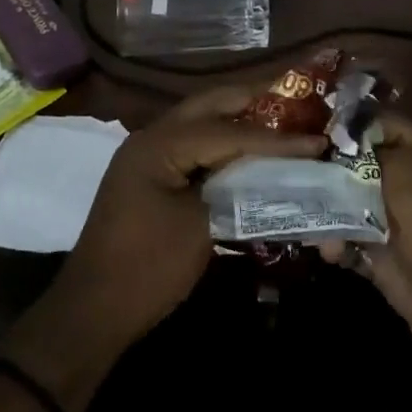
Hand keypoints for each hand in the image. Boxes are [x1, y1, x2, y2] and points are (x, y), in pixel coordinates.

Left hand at [22, 85, 326, 364]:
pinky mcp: (150, 175)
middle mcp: (150, 138)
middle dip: (253, 101)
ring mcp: (147, 155)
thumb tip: (274, 173)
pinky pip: (192, 145)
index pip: (227, 131)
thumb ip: (238, 190)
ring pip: (199, 121)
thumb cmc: (148, 268)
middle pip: (208, 106)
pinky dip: (221, 143)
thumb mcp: (201, 227)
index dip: (275, 137)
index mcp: (159, 145)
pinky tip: (248, 151)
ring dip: (237, 119)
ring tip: (281, 120)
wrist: (95, 310)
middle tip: (297, 103)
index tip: (317, 139)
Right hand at [323, 114, 411, 358]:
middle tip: (290, 168)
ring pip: (344, 205)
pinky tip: (327, 248)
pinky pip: (346, 242)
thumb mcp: (402, 170)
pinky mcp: (378, 257)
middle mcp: (406, 182)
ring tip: (302, 210)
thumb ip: (362, 156)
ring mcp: (391, 221)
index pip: (378, 125)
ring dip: (324, 209)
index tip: (310, 126)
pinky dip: (333, 244)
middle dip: (325, 167)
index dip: (347, 124)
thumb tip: (332, 146)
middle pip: (355, 166)